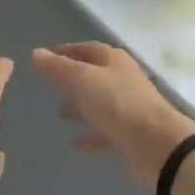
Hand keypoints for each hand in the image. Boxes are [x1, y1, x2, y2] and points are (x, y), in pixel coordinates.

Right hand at [32, 42, 194, 189]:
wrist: (157, 145)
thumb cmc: (118, 104)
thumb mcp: (82, 79)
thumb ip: (58, 67)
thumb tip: (37, 53)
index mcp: (113, 60)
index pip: (85, 49)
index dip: (64, 51)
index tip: (43, 57)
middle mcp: (122, 80)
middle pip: (93, 75)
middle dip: (71, 80)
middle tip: (49, 87)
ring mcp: (128, 108)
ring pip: (99, 103)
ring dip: (80, 107)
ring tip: (59, 115)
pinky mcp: (130, 134)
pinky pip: (105, 131)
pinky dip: (89, 135)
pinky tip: (74, 143)